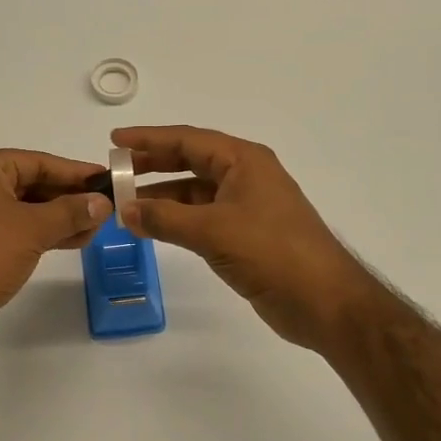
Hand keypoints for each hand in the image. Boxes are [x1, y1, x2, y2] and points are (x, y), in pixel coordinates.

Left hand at [0, 149, 111, 350]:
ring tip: (94, 229)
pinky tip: (70, 241)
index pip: (38, 161)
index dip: (75, 172)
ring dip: (59, 218)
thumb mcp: (34, 229)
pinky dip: (41, 233)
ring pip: (25, 209)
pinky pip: (14, 228)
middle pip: (32, 184)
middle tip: (104, 208)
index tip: (106, 180)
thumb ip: (71, 211)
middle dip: (69, 198)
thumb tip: (102, 202)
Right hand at [114, 125, 389, 351]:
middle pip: (190, 161)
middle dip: (152, 164)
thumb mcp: (213, 231)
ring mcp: (247, 206)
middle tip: (115, 170)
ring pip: (195, 191)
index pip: (188, 140)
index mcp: (243, 161)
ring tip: (125, 202)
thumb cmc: (273, 253)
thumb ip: (165, 218)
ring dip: (162, 195)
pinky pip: (202, 216)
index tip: (115, 139)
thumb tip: (124, 210)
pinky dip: (176, 219)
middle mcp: (245, 176)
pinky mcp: (246, 234)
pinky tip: (153, 227)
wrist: (326, 302)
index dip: (149, 139)